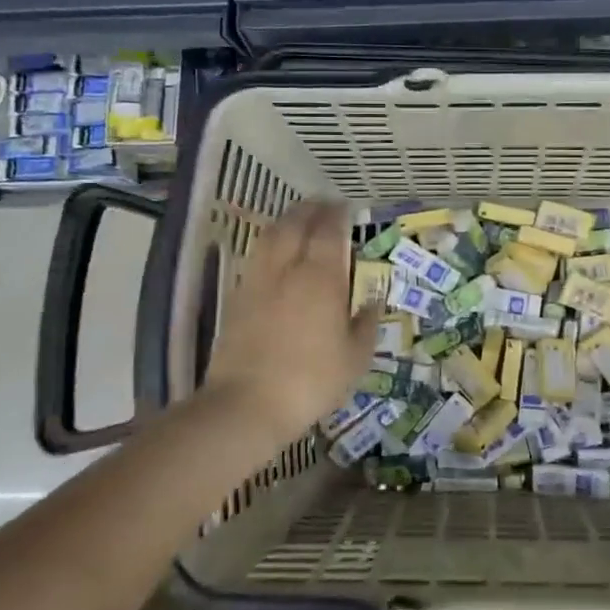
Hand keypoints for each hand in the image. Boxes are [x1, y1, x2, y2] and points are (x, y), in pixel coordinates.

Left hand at [202, 199, 378, 444]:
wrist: (248, 404)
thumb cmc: (312, 381)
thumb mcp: (354, 359)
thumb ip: (366, 325)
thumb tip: (372, 302)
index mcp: (321, 278)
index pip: (329, 231)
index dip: (338, 215)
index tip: (347, 208)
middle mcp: (288, 269)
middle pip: (296, 223)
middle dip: (311, 209)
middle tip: (325, 206)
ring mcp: (258, 280)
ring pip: (271, 235)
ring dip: (287, 220)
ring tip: (300, 220)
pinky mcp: (238, 296)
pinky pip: (257, 255)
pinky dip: (270, 243)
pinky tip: (276, 253)